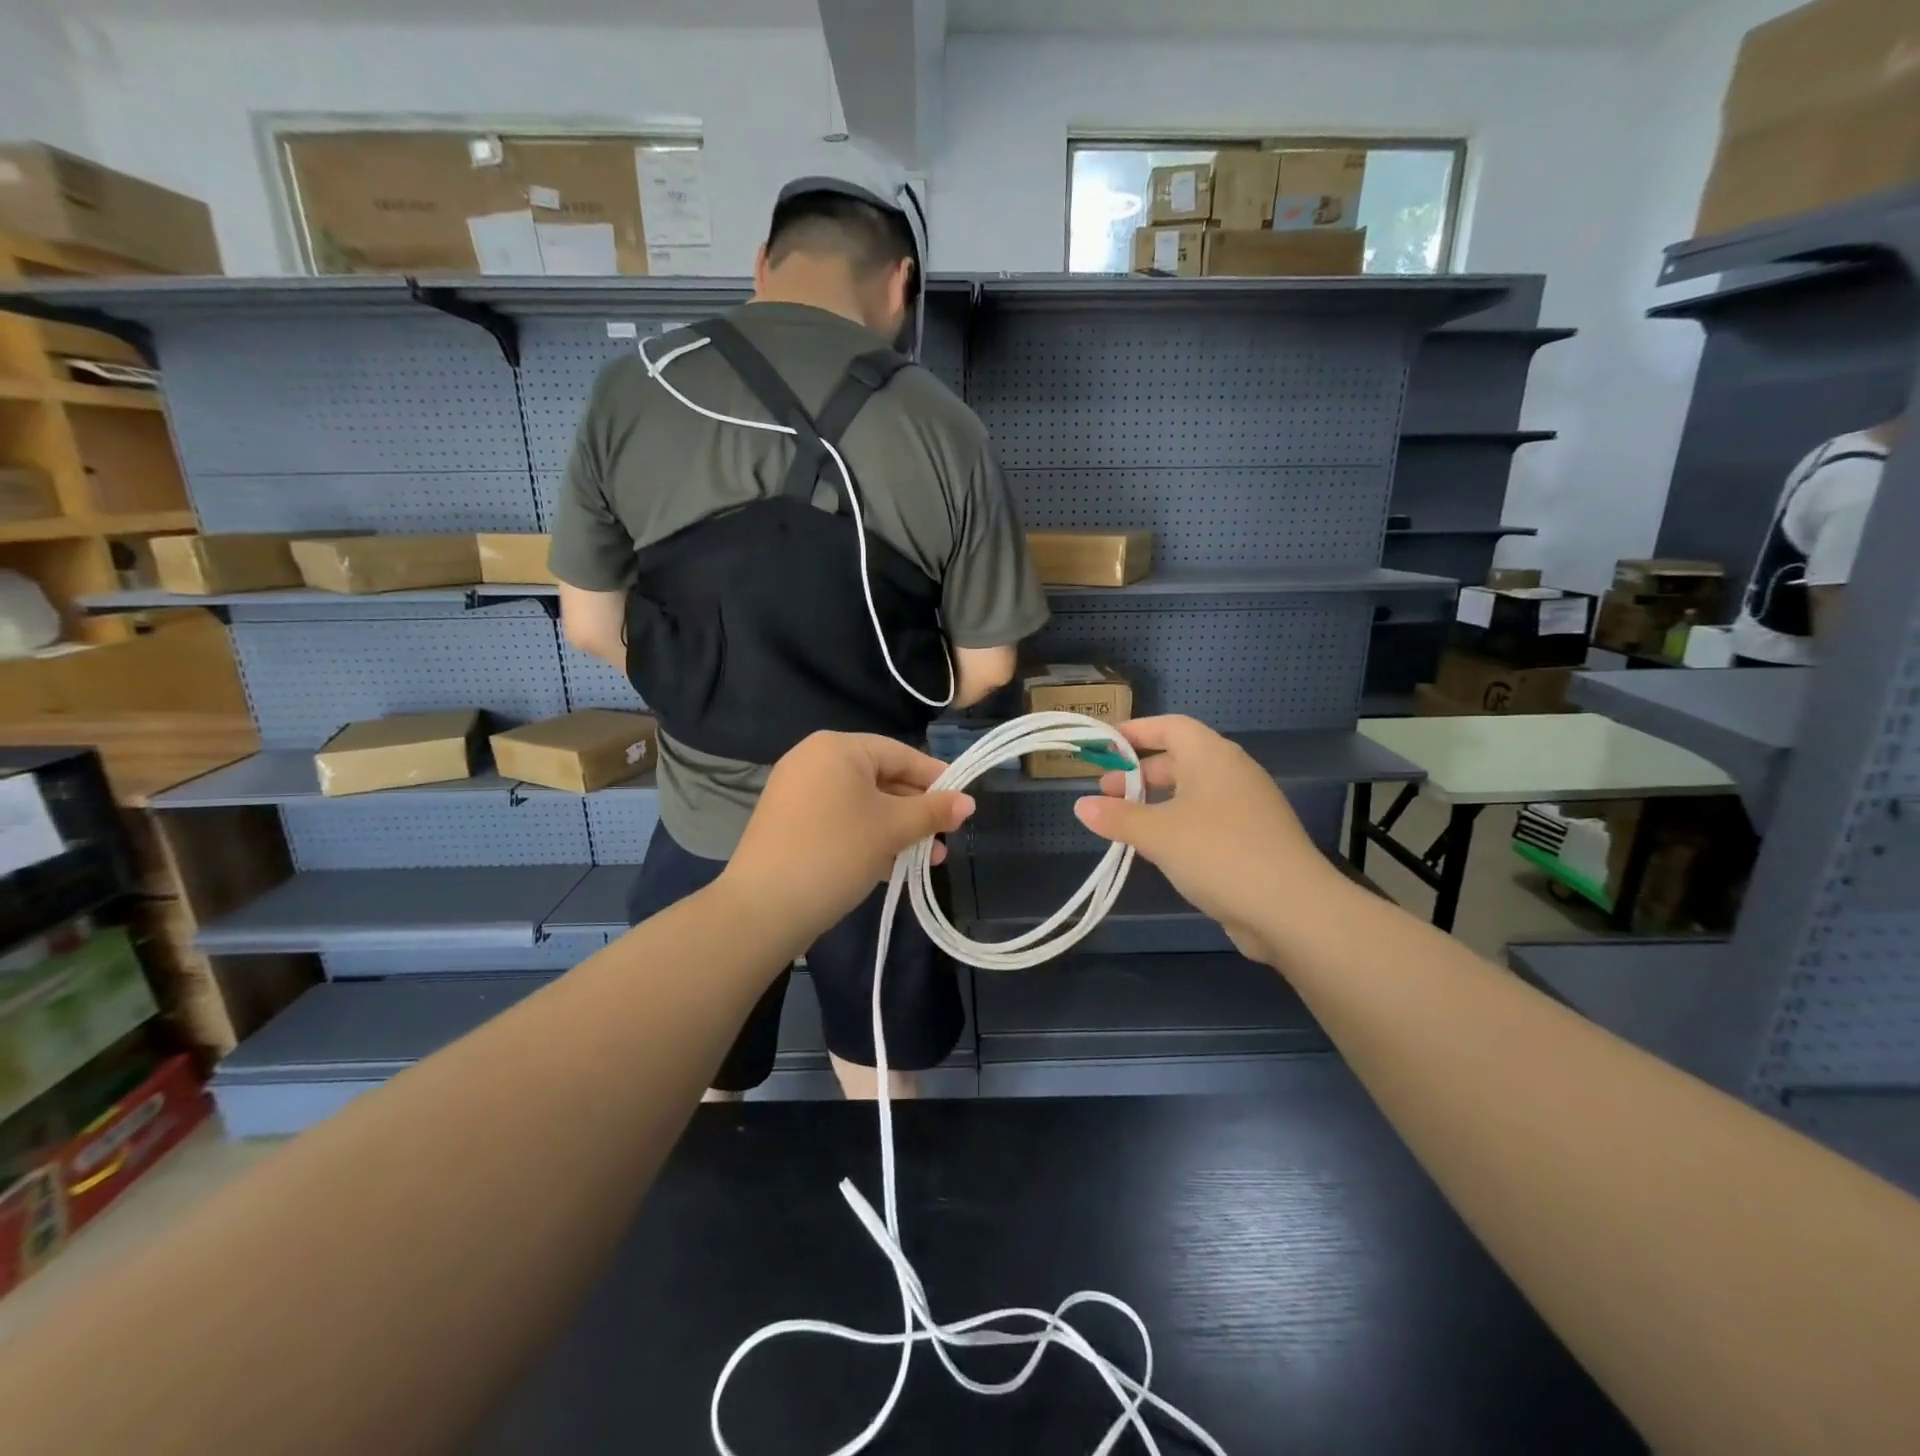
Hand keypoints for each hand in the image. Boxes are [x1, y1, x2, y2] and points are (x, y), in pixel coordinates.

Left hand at [723, 732, 974, 945]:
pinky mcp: (789, 823)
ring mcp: (797, 792)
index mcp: (837, 748)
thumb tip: (969, 802)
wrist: (763, 907)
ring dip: (896, 828)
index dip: (935, 777)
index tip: (962, 801)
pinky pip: (840, 820)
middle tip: (947, 835)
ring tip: (930, 858)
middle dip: (916, 810)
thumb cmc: (836, 852)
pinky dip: (867, 836)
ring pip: (861, 803)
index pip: (900, 753)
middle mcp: (813, 760)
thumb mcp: (892, 829)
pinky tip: (892, 864)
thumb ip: (933, 812)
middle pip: (881, 778)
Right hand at [1072, 716, 1343, 966]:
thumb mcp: (1158, 834)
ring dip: (1156, 803)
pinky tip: (1158, 850)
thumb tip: (1082, 806)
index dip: (1136, 731)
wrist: (1291, 908)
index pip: (1170, 726)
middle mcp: (1232, 773)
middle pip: (1179, 759)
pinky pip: (1206, 820)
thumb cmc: (1218, 853)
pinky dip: (1177, 825)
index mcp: (1212, 756)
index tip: (1104, 744)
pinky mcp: (1252, 840)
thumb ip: (1117, 817)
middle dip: (1140, 773)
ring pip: (1192, 793)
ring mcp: (1246, 807)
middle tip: (1106, 793)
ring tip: (1124, 824)